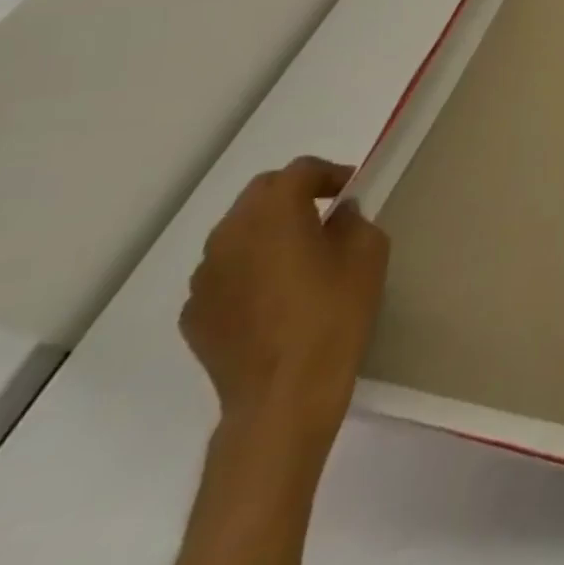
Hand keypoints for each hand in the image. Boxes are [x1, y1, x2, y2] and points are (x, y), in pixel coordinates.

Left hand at [180, 156, 388, 446]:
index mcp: (273, 215)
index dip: (328, 173)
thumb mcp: (368, 254)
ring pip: (236, 234)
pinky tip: (275, 295)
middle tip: (326, 211)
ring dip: (267, 231)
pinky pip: (225, 274)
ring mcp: (204, 279)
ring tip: (300, 254)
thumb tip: (338, 218)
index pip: (297, 171)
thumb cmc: (334, 312)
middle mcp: (228, 237)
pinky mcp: (195, 314)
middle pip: (259, 195)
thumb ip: (353, 223)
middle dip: (293, 195)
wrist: (284, 393)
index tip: (352, 189)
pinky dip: (249, 269)